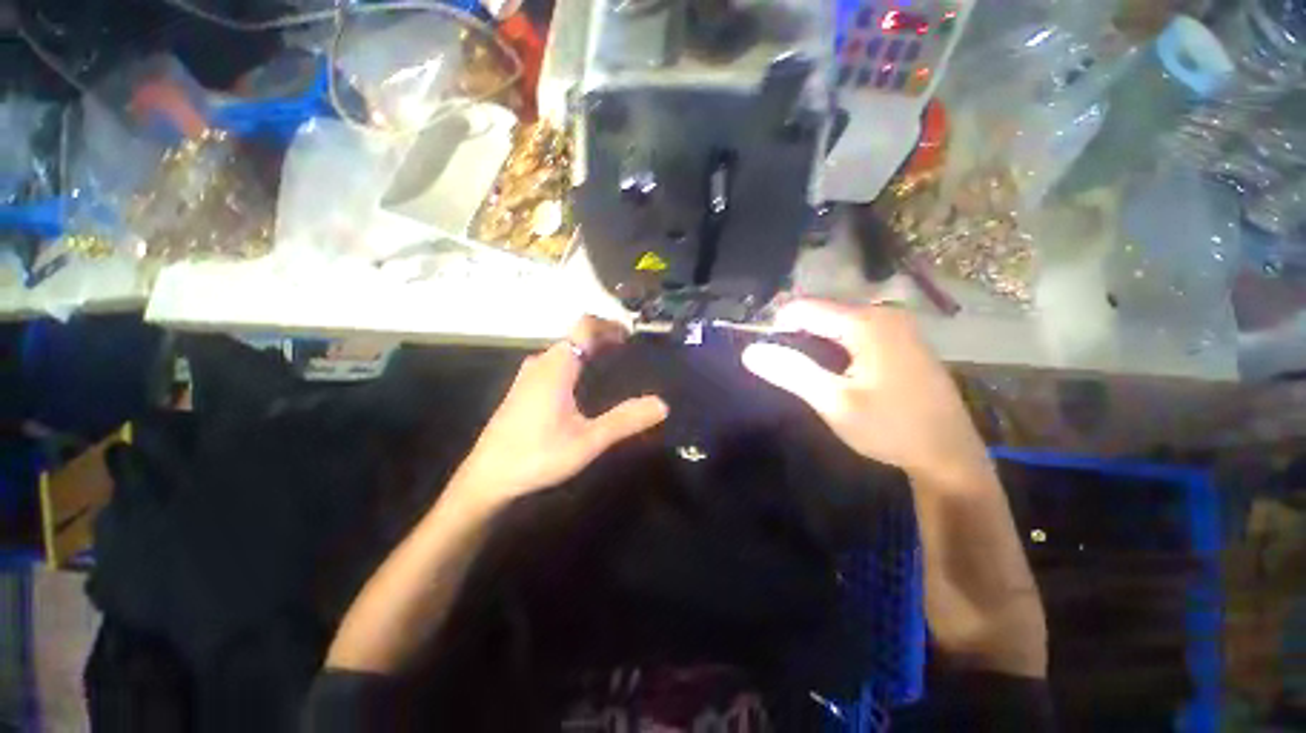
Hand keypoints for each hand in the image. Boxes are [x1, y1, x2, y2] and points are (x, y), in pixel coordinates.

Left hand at [450, 316, 667, 508]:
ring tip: (613, 366)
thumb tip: (662, 404)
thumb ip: (625, 420)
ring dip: (589, 351)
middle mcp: (541, 363)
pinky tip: (585, 387)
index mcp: (557, 366)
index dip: (610, 325)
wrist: (486, 479)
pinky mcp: (523, 389)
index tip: (633, 335)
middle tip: (630, 352)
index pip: (585, 327)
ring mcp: (528, 376)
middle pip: (575, 336)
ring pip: (564, 351)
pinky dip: (576, 363)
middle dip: (603, 338)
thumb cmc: (537, 456)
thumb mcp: (588, 441)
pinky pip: (555, 364)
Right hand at [742, 300, 987, 481]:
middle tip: (784, 369)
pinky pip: (855, 333)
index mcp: (866, 322)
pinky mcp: (902, 341)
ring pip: (837, 323)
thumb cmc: (890, 427)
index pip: (804, 307)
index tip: (766, 353)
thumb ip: (791, 372)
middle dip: (796, 335)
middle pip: (822, 313)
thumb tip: (750, 351)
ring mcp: (897, 326)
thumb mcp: (834, 402)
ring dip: (814, 342)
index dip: (777, 326)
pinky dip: (834, 346)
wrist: (949, 454)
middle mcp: (883, 314)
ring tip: (803, 372)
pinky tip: (833, 371)